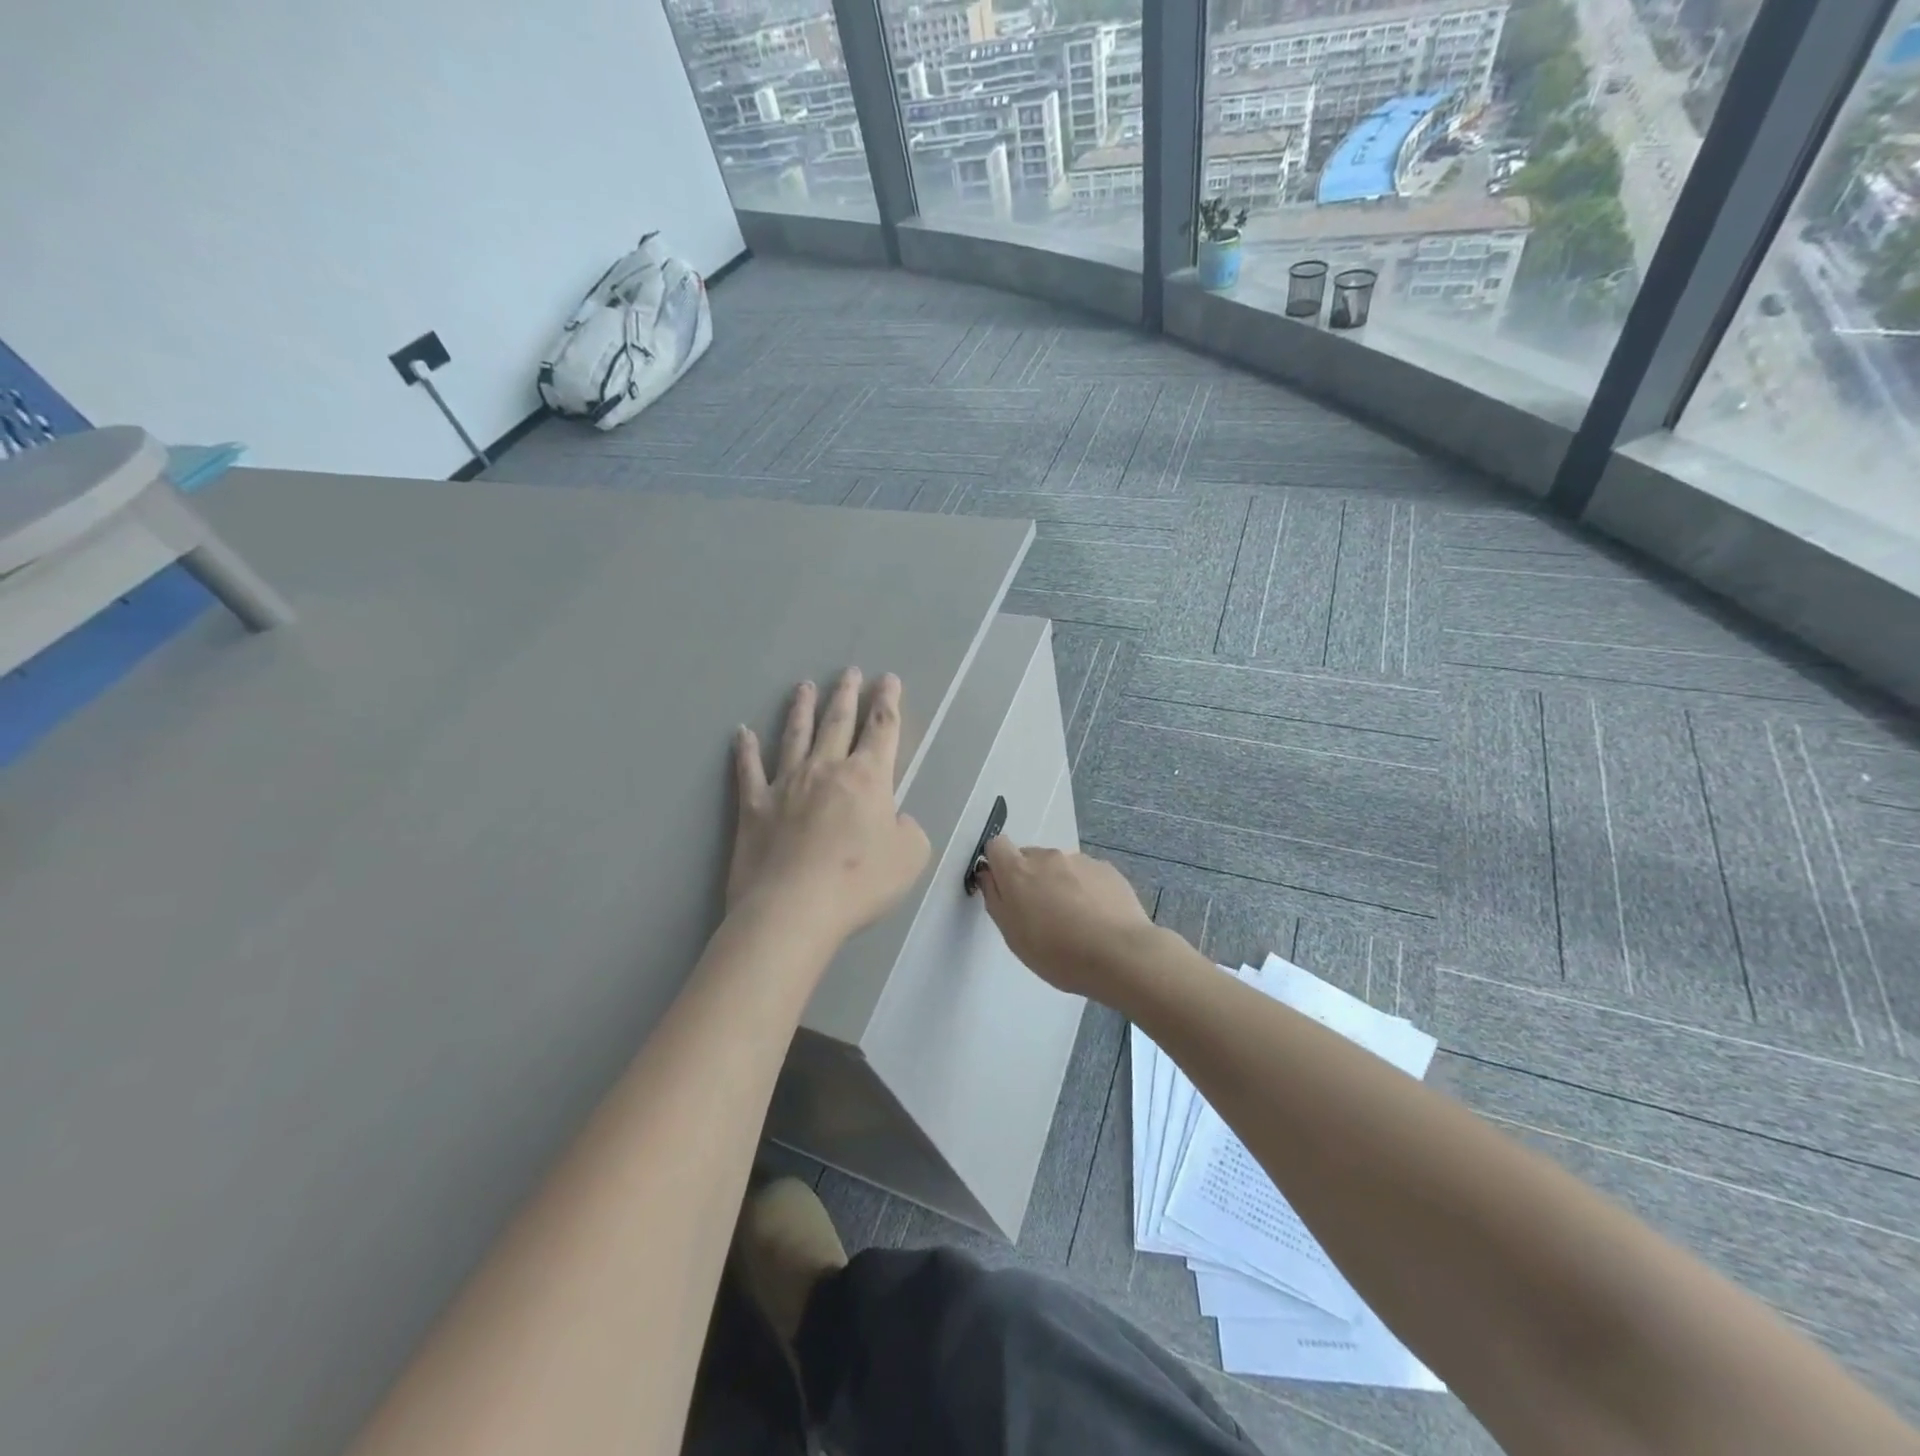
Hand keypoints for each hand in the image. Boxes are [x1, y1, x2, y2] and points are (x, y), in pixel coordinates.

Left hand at [729, 669, 931, 948]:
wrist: (793, 909)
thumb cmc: (859, 884)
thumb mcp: (910, 857)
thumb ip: (909, 830)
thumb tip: (895, 819)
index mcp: (868, 778)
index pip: (882, 729)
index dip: (888, 702)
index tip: (888, 680)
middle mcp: (826, 770)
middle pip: (838, 722)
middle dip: (847, 694)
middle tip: (850, 671)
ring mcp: (786, 784)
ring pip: (795, 735)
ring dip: (802, 709)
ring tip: (804, 686)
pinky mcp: (754, 806)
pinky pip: (749, 770)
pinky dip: (745, 750)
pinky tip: (742, 733)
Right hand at [975, 837, 1158, 999]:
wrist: (1121, 955)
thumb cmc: (1058, 953)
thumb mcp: (1013, 935)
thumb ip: (996, 899)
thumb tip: (989, 874)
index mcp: (1018, 871)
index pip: (997, 845)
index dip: (998, 863)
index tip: (1005, 889)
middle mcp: (1048, 857)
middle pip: (1030, 858)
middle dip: (1030, 879)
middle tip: (1042, 916)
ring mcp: (1080, 860)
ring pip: (1059, 867)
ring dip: (1059, 885)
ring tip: (1075, 921)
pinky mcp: (1107, 869)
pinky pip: (1086, 875)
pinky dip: (1085, 890)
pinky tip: (1097, 918)